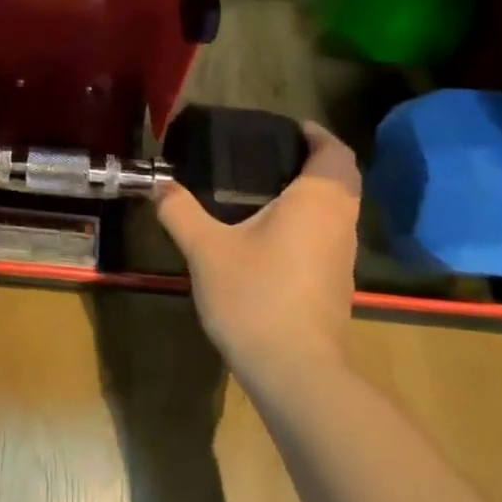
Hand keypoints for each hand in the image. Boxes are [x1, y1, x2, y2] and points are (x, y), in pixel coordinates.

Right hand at [153, 120, 361, 378]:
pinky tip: (271, 237)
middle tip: (270, 156)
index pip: (335, 152)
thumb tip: (157, 184)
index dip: (317, 135)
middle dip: (313, 162)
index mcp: (317, 201)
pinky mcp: (336, 286)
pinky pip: (328, 237)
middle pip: (342, 180)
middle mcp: (340, 223)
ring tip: (265, 191)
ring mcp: (343, 258)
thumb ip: (181, 211)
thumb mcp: (206, 249)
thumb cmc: (255, 296)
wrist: (296, 372)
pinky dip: (309, 224)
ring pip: (337, 211)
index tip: (290, 129)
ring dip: (313, 194)